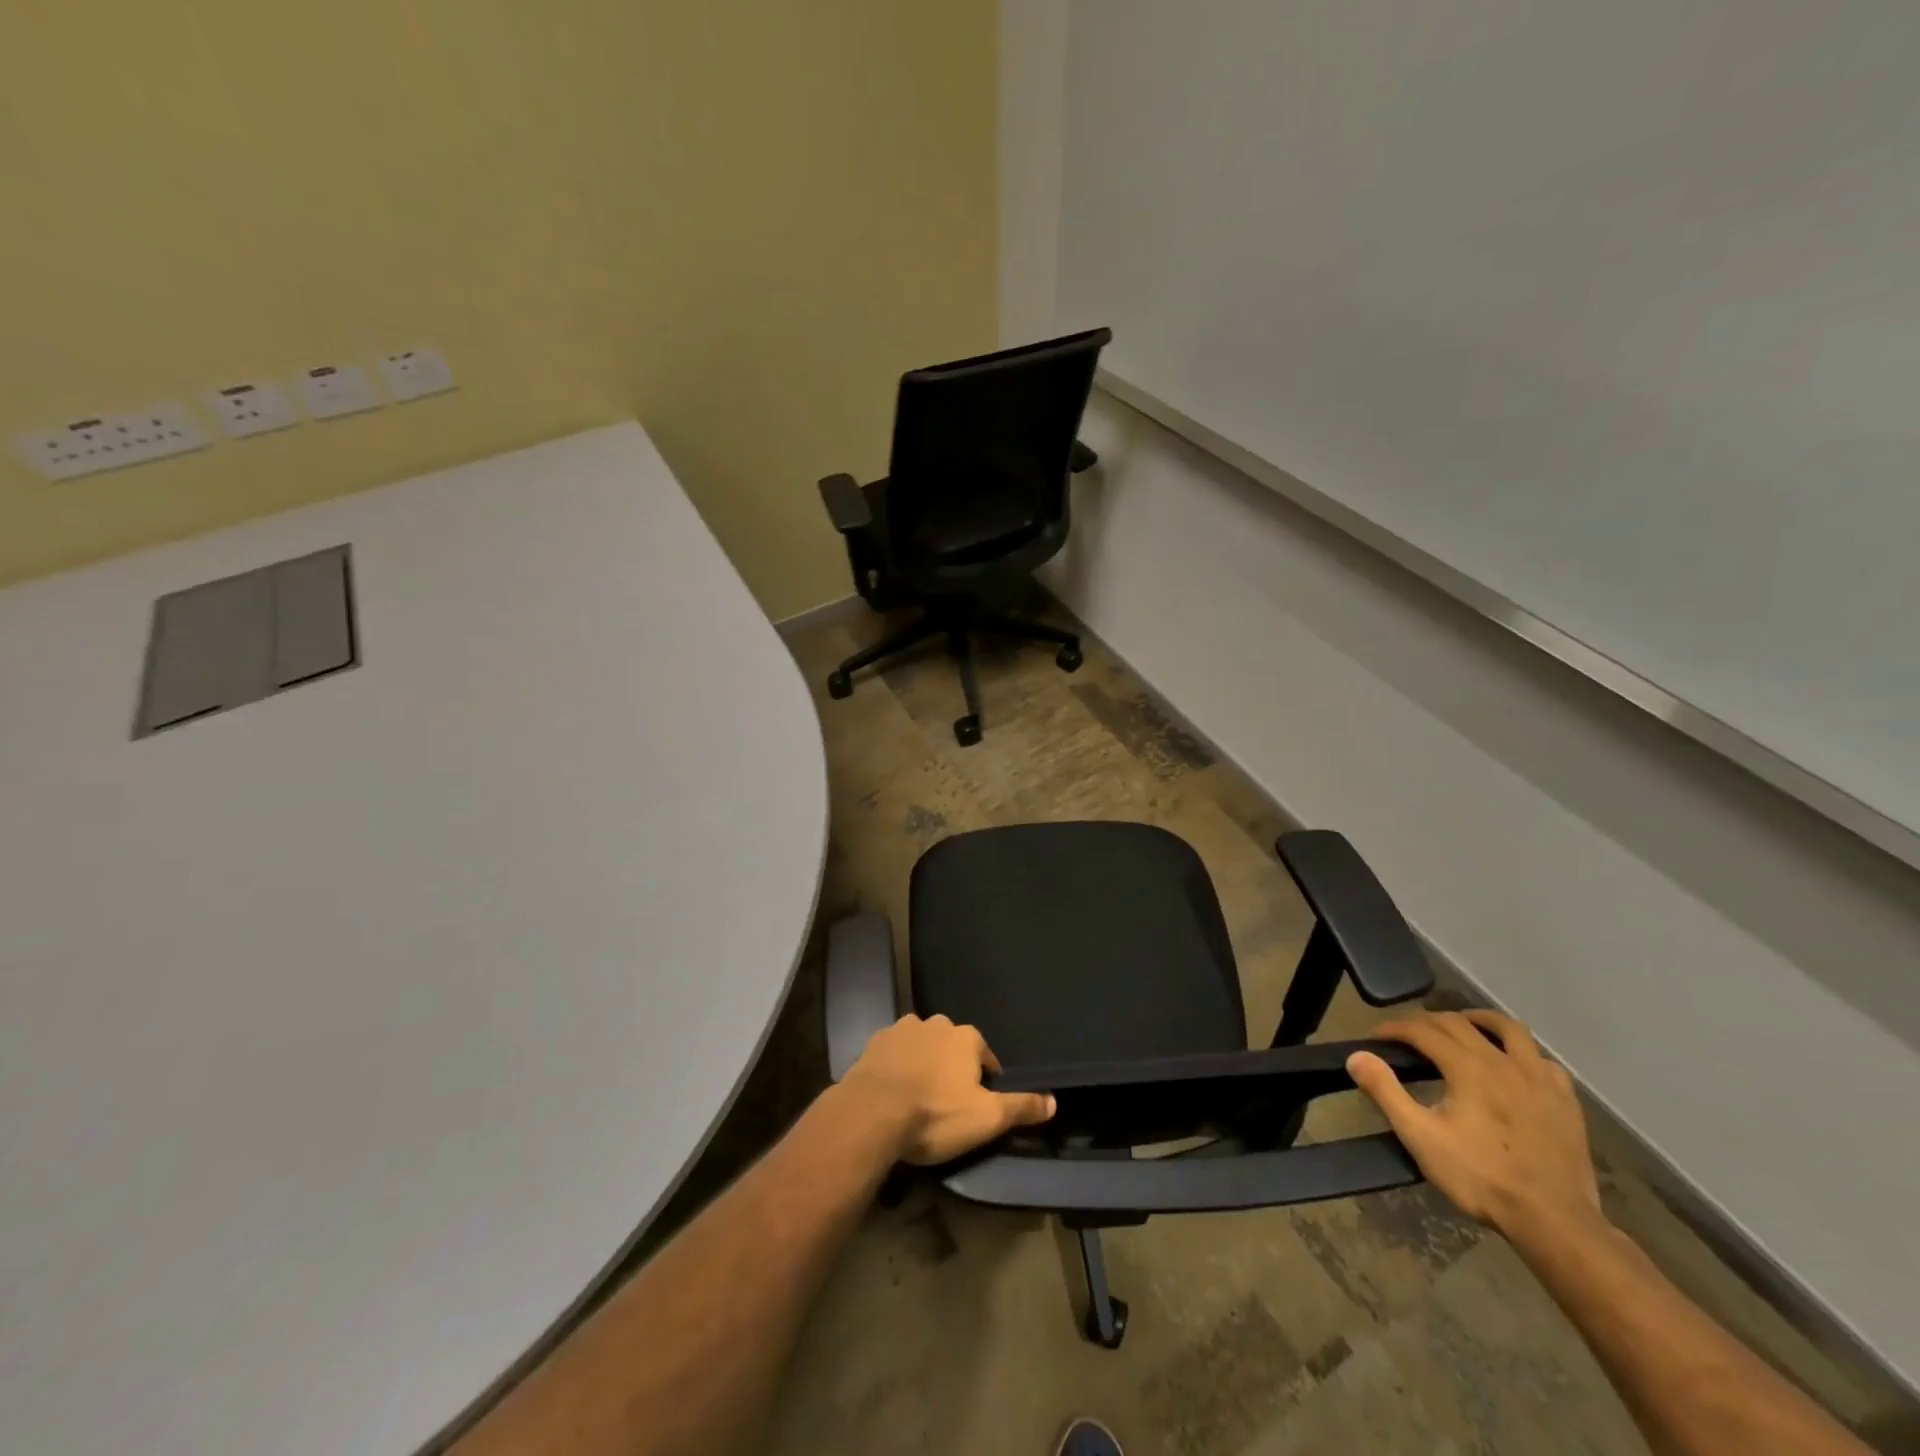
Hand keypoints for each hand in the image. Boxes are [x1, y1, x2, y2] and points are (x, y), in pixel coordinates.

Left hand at [841, 1014, 1055, 1165]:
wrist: (872, 1113)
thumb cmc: (935, 1114)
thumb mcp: (987, 1118)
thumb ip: (1021, 1107)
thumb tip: (1055, 1100)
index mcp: (966, 1037)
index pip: (985, 1056)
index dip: (985, 1080)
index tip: (978, 1103)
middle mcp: (936, 1023)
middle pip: (952, 1045)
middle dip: (952, 1066)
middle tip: (947, 1100)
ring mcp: (902, 1029)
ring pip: (922, 1044)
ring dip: (924, 1062)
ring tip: (919, 1095)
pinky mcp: (874, 1042)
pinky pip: (894, 1052)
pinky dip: (897, 1065)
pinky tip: (893, 1089)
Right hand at [1347, 1010, 1601, 1240]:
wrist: (1555, 1222)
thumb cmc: (1482, 1178)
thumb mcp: (1421, 1137)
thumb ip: (1386, 1092)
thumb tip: (1357, 1056)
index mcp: (1467, 1067)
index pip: (1423, 1030)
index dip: (1395, 1028)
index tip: (1377, 1037)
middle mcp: (1503, 1061)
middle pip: (1459, 1023)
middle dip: (1427, 1021)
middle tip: (1407, 1034)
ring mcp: (1540, 1079)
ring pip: (1509, 1029)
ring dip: (1479, 1020)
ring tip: (1463, 1026)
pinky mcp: (1565, 1101)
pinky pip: (1542, 1060)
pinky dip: (1521, 1052)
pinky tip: (1514, 1065)